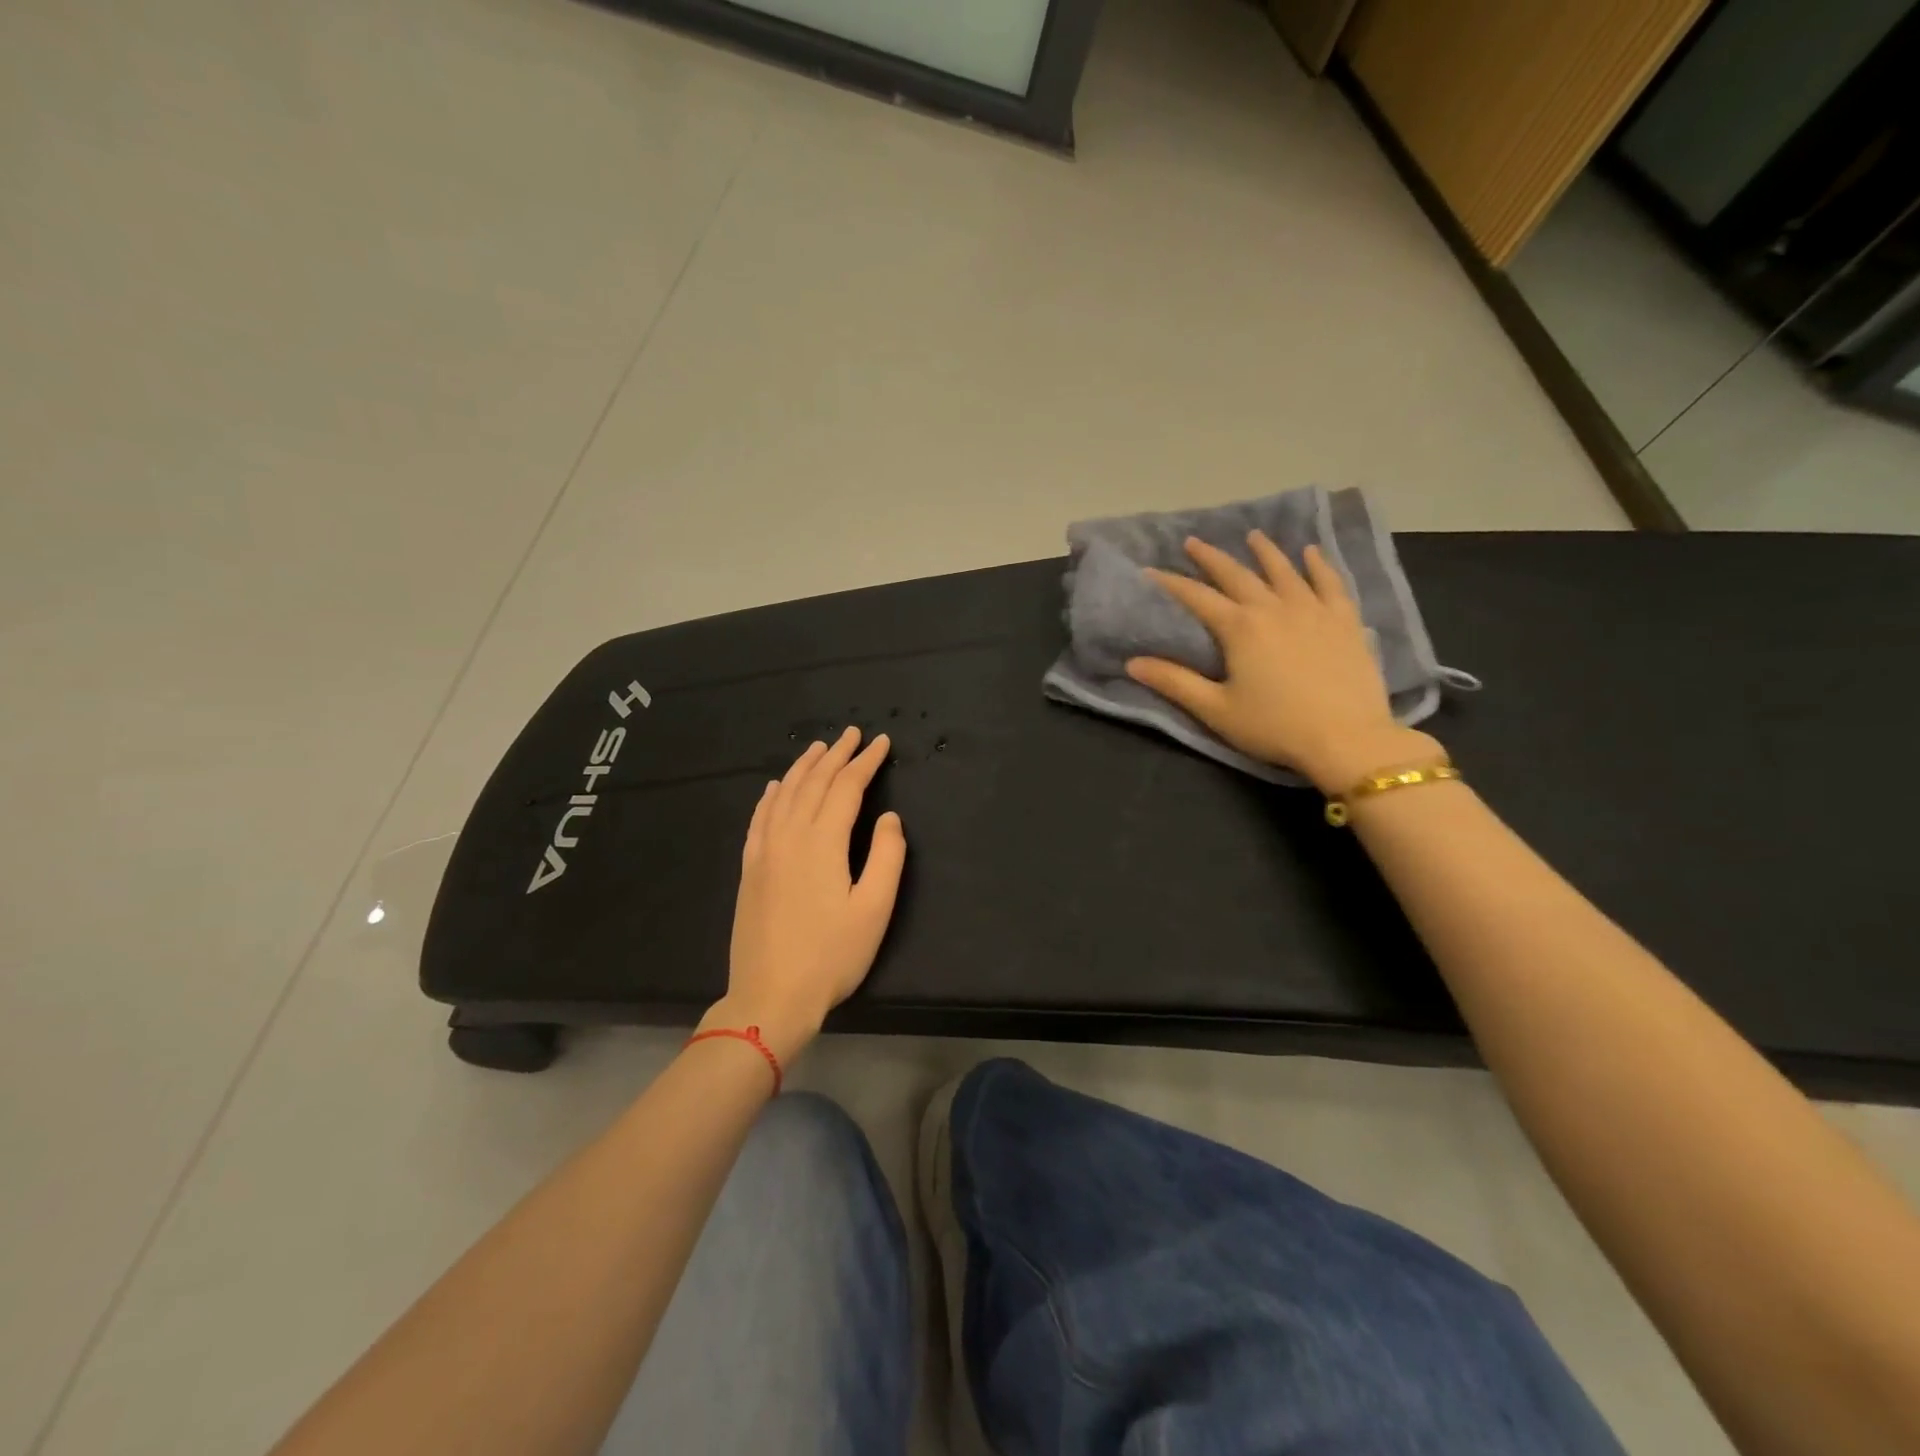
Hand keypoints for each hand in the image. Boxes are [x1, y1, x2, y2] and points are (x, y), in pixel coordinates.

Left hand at [702, 727, 905, 1062]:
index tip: (881, 743)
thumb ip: (887, 857)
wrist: (770, 996)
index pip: (846, 787)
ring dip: (803, 767)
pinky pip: (759, 818)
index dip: (866, 762)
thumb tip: (889, 817)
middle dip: (837, 755)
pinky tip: (774, 787)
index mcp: (822, 842)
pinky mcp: (749, 868)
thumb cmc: (831, 956)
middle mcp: (789, 835)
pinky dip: (770, 795)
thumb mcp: (874, 909)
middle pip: (813, 783)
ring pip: (783, 794)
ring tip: (819, 748)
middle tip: (854, 734)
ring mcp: (763, 851)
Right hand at [1125, 532, 1440, 792]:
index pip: (1197, 597)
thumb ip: (1174, 682)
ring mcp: (1313, 610)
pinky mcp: (1344, 620)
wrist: (1347, 738)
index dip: (1171, 583)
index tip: (1150, 571)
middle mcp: (1274, 608)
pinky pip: (1330, 583)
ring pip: (1285, 571)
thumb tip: (1133, 663)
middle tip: (1193, 542)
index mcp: (1240, 628)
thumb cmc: (1274, 726)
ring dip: (1265, 552)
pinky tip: (1312, 553)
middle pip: (1238, 575)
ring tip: (1253, 536)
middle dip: (1212, 558)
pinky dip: (1318, 565)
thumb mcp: (1216, 709)